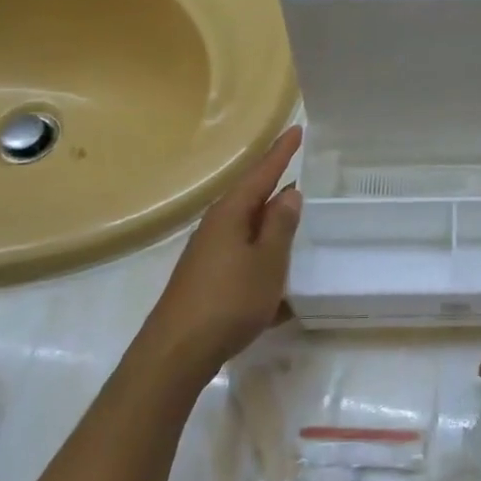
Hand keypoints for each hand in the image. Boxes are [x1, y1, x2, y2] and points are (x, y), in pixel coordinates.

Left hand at [132, 125, 302, 386]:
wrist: (178, 350)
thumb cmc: (229, 300)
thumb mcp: (267, 262)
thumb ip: (280, 226)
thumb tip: (289, 193)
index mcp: (231, 214)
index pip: (261, 173)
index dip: (281, 153)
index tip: (297, 130)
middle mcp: (216, 226)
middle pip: (251, 197)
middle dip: (275, 183)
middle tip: (302, 169)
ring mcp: (209, 252)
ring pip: (247, 226)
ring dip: (271, 220)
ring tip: (296, 215)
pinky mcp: (208, 276)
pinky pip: (243, 252)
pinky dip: (263, 252)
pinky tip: (277, 268)